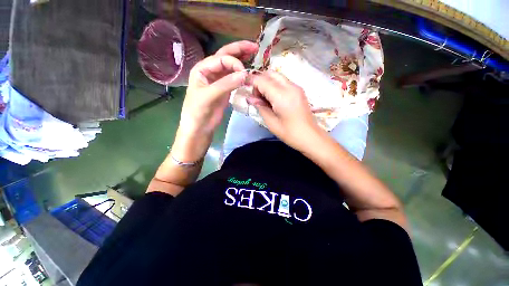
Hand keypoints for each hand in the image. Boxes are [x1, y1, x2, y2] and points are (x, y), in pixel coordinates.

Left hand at [180, 41, 258, 134]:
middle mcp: (210, 71)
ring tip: (254, 55)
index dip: (233, 62)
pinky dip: (241, 76)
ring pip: (231, 67)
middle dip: (239, 50)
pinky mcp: (225, 90)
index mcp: (202, 69)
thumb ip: (226, 84)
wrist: (200, 126)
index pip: (220, 59)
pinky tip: (248, 73)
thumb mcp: (209, 96)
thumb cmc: (198, 111)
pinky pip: (234, 79)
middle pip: (225, 56)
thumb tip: (245, 74)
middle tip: (255, 47)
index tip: (244, 72)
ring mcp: (218, 81)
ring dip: (241, 61)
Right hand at [250, 71, 323, 150]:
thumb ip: (260, 107)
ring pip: (277, 76)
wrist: (310, 137)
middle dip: (260, 81)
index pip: (262, 80)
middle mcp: (290, 87)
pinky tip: (273, 99)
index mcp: (282, 96)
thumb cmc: (290, 133)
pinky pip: (283, 82)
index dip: (251, 82)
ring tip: (264, 99)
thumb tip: (250, 98)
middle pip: (270, 73)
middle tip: (257, 97)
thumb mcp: (271, 122)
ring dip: (267, 83)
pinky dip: (275, 86)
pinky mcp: (299, 90)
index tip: (245, 89)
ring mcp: (296, 87)